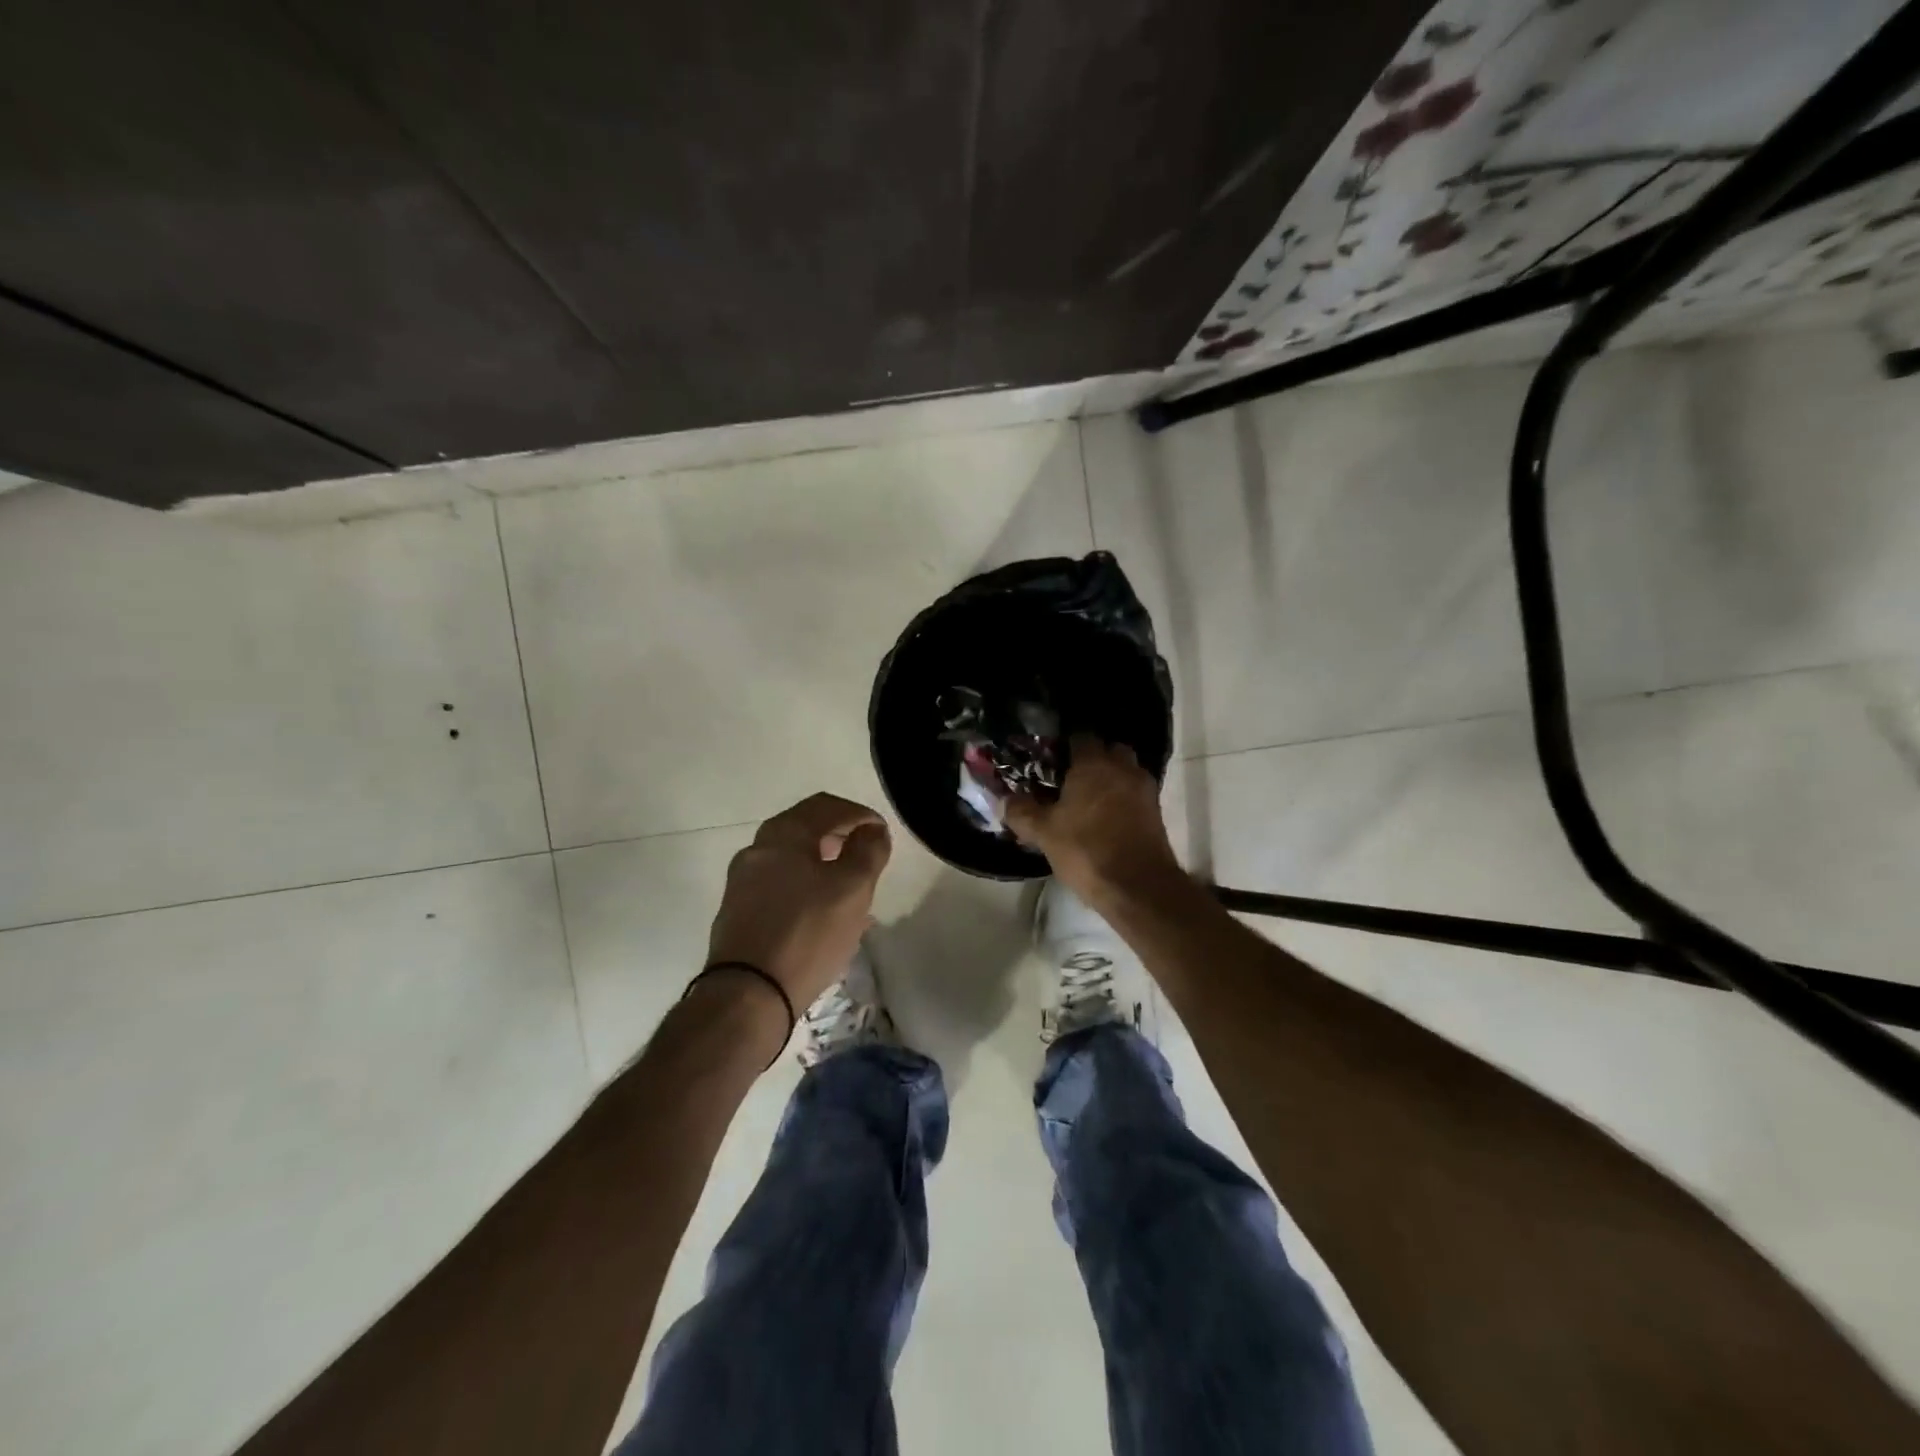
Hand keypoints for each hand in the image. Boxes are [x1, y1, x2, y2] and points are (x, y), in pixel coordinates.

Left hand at [707, 792, 892, 1013]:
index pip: (828, 806)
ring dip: (824, 863)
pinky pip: (780, 884)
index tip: (883, 835)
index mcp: (782, 833)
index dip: (861, 815)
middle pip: (806, 828)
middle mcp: (757, 848)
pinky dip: (806, 886)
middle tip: (867, 855)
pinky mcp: (738, 911)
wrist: (748, 995)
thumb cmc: (807, 933)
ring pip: (792, 858)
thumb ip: (868, 851)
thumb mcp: (852, 889)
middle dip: (841, 836)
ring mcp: (743, 881)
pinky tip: (823, 913)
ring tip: (850, 887)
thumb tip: (872, 830)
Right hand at [1005, 736, 1181, 902]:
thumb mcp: (1044, 833)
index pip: (1080, 737)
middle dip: (1093, 759)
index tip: (1050, 760)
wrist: (1138, 886)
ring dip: (1111, 779)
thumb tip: (1005, 799)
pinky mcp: (1156, 812)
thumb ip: (1022, 812)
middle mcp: (1122, 768)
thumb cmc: (1086, 850)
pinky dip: (1123, 799)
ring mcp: (1144, 789)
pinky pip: (1135, 794)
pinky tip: (1106, 818)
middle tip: (1071, 779)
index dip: (1065, 746)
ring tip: (1088, 800)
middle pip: (1109, 750)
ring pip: (1126, 772)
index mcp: (1093, 764)